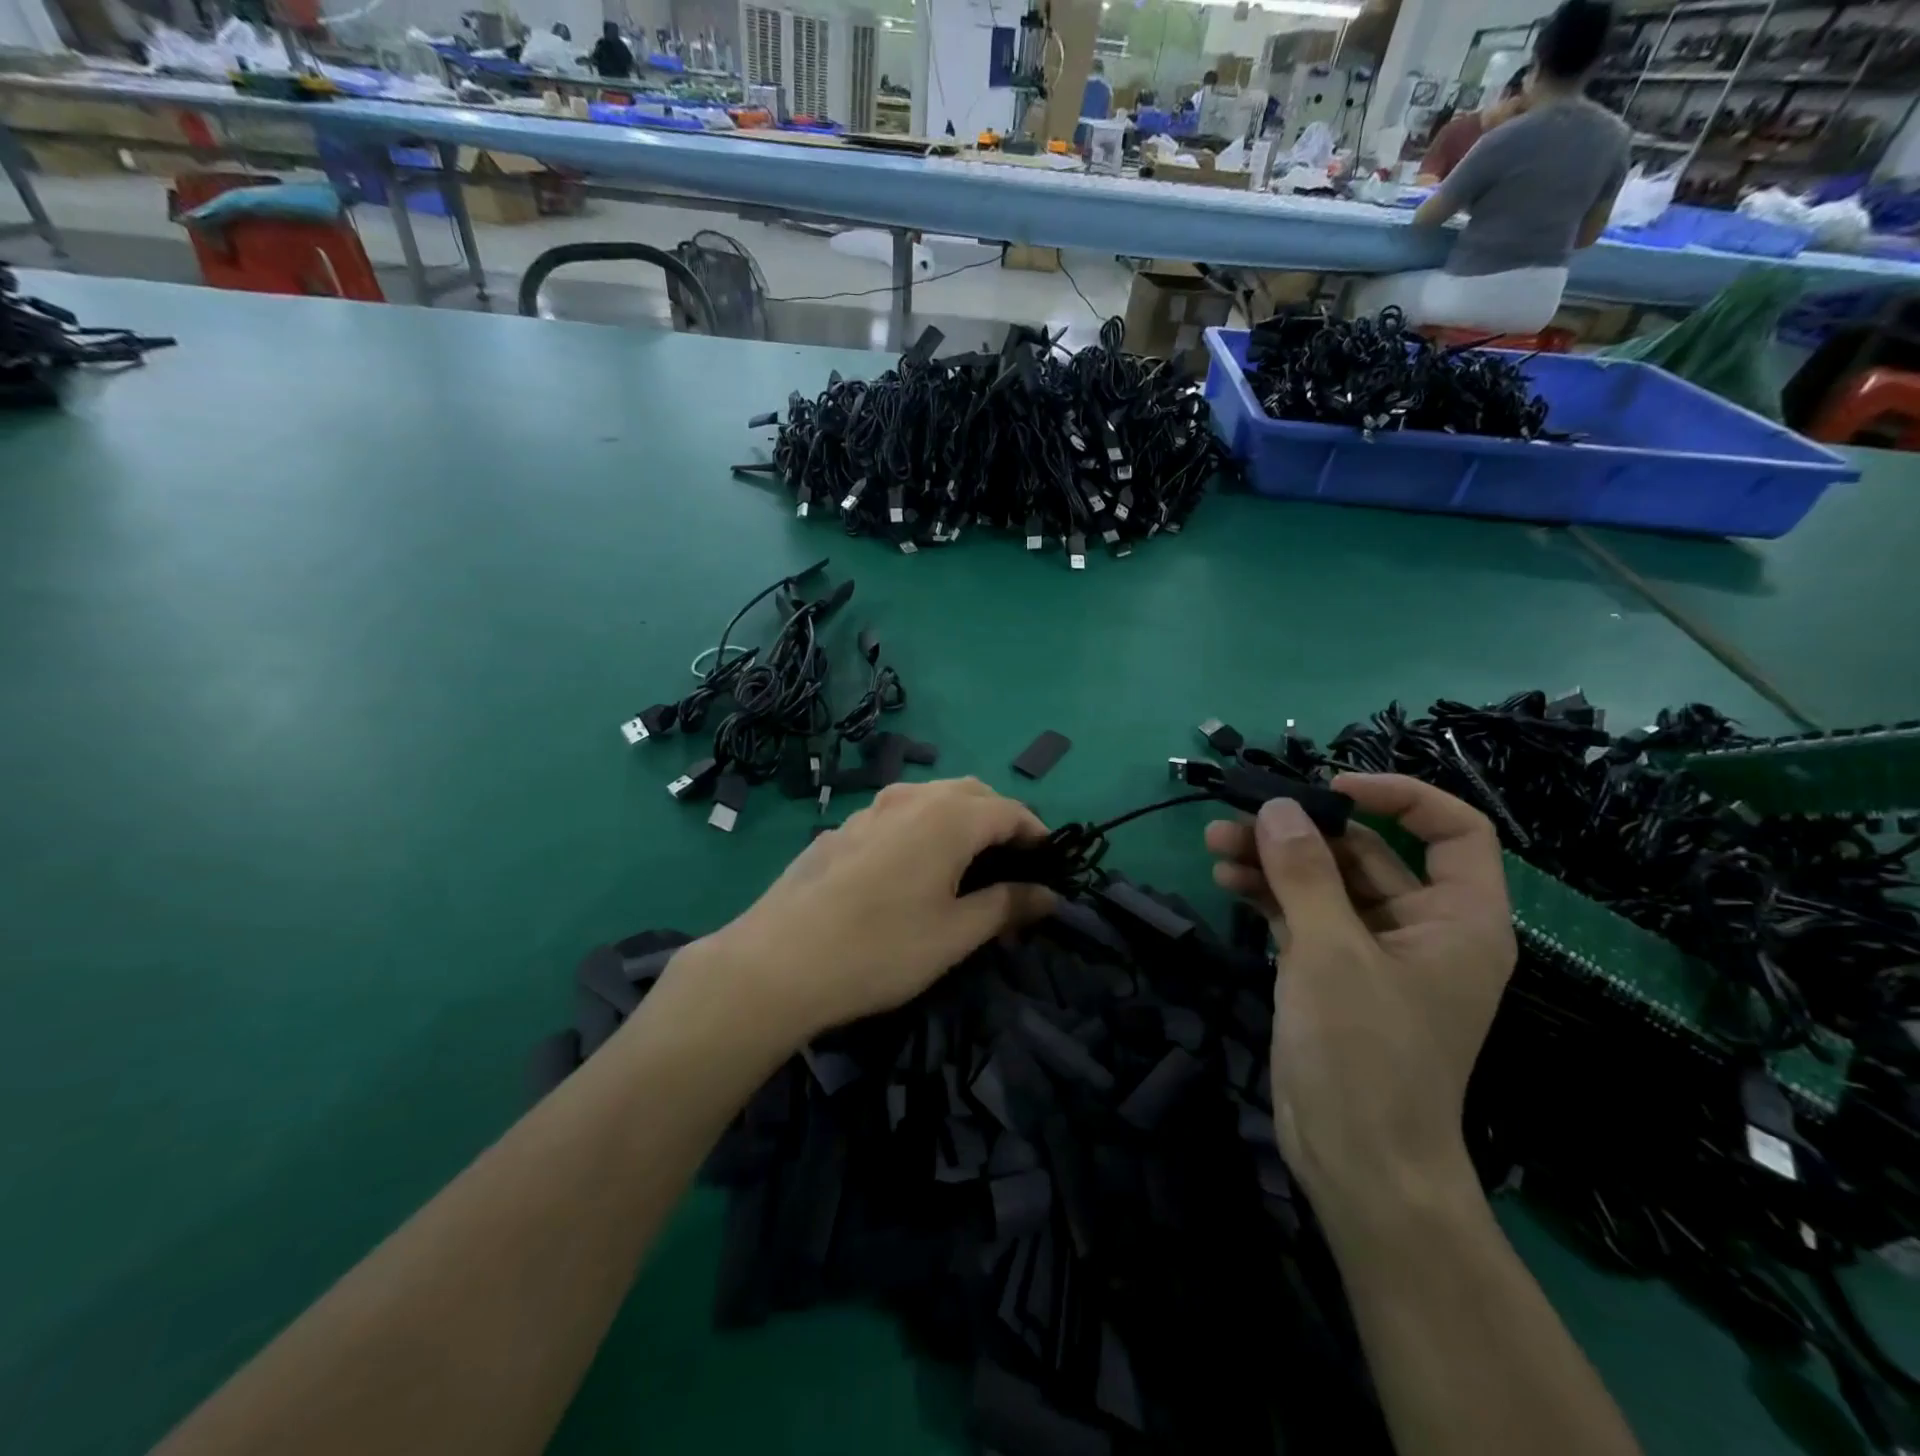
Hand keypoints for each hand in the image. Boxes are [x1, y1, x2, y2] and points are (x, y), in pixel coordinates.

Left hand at [704, 778, 1052, 1042]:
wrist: (777, 962)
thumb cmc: (881, 949)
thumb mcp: (955, 934)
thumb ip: (1006, 906)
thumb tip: (1048, 895)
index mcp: (948, 817)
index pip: (1009, 811)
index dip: (1037, 834)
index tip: (1051, 865)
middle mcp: (911, 799)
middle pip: (971, 793)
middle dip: (999, 819)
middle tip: (1012, 862)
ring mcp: (870, 810)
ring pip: (929, 798)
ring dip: (958, 818)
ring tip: (965, 862)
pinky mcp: (841, 829)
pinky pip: (896, 814)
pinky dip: (921, 827)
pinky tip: (910, 868)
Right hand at [1205, 773, 1515, 1213]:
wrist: (1356, 1163)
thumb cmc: (1364, 1055)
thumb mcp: (1331, 953)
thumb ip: (1305, 873)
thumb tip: (1280, 806)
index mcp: (1458, 920)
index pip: (1453, 831)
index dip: (1399, 796)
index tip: (1332, 787)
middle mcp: (1422, 929)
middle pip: (1368, 854)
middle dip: (1303, 832)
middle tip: (1241, 817)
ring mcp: (1373, 953)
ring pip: (1325, 884)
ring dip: (1274, 860)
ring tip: (1216, 843)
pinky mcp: (1333, 975)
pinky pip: (1303, 916)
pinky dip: (1268, 895)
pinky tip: (1227, 881)